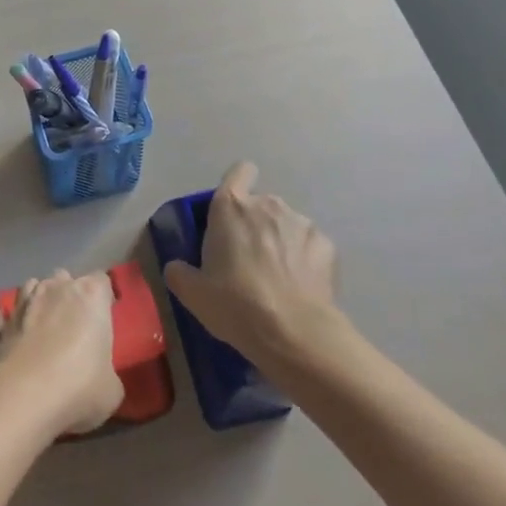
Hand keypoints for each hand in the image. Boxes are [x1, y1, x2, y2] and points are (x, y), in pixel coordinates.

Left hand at [0, 270, 123, 436]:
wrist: (26, 394)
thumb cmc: (80, 385)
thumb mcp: (111, 389)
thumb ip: (106, 372)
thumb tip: (99, 378)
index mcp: (91, 295)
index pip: (101, 282)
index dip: (102, 299)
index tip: (103, 319)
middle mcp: (57, 288)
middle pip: (65, 279)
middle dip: (68, 294)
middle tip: (73, 324)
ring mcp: (25, 302)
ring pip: (31, 287)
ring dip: (37, 300)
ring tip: (41, 323)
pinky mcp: (0, 324)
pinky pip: (0, 315)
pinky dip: (2, 319)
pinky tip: (3, 328)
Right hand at [162, 161, 341, 360]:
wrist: (295, 333)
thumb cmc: (236, 305)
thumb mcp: (192, 293)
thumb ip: (179, 272)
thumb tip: (178, 267)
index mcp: (231, 207)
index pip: (238, 172)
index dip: (237, 184)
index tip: (233, 211)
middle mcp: (267, 204)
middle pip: (260, 204)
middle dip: (255, 224)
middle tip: (248, 260)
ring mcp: (300, 222)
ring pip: (286, 225)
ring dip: (281, 242)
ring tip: (278, 278)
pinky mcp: (327, 245)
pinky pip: (310, 246)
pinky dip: (305, 260)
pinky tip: (301, 287)